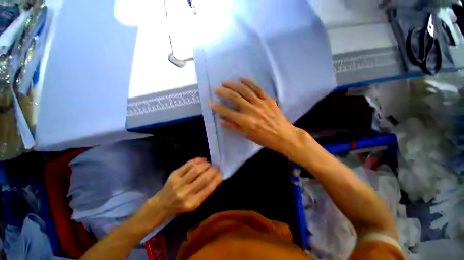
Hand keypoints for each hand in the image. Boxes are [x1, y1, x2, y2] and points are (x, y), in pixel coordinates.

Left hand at [156, 158, 221, 214]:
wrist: (161, 204)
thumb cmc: (180, 206)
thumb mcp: (195, 204)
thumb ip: (205, 192)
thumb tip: (216, 177)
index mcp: (193, 202)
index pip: (209, 187)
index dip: (217, 178)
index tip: (221, 172)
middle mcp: (186, 192)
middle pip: (204, 177)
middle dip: (213, 170)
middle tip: (217, 167)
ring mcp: (179, 182)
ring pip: (197, 168)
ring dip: (207, 164)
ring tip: (210, 164)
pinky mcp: (174, 174)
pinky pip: (189, 164)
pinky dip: (198, 160)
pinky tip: (203, 160)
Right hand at [211, 78, 303, 156]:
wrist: (283, 135)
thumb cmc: (264, 138)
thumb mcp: (247, 135)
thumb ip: (234, 126)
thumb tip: (221, 120)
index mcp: (245, 121)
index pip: (227, 112)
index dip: (218, 107)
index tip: (211, 103)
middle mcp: (251, 110)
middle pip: (234, 97)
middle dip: (223, 92)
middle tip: (216, 89)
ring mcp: (260, 103)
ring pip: (244, 90)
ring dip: (233, 85)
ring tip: (225, 82)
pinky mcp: (267, 99)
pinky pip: (257, 88)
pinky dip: (249, 82)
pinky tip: (241, 78)